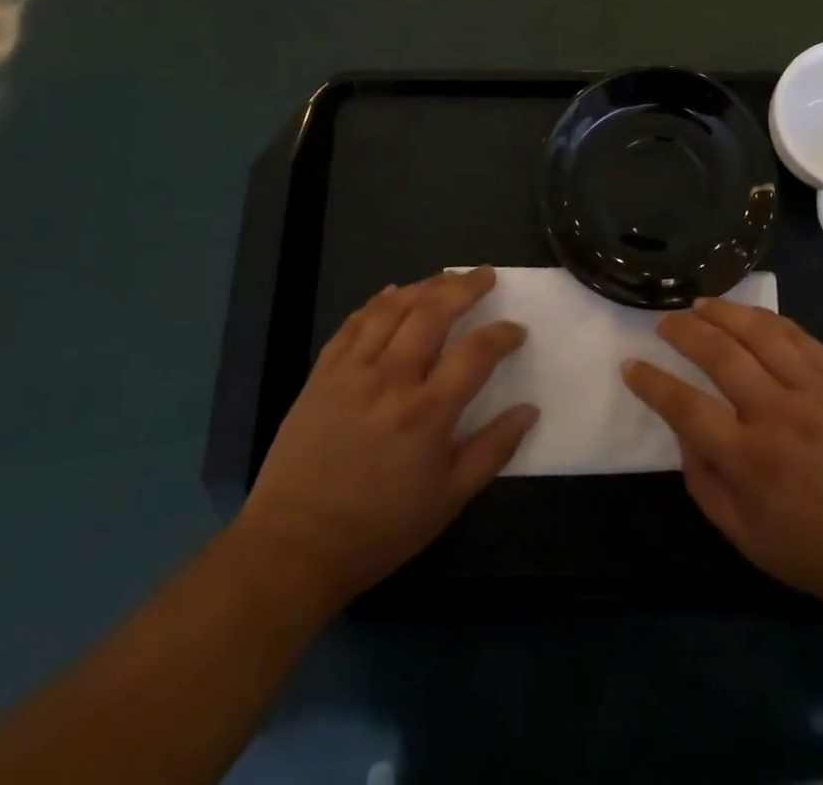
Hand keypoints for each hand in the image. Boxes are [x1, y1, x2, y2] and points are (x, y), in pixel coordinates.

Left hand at [237, 267, 534, 607]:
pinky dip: (377, 303)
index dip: (503, 335)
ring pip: (392, 309)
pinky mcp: (322, 375)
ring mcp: (352, 372)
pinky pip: (353, 324)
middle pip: (433, 313)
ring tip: (446, 278)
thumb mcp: (449, 500)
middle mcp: (391, 379)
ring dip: (424, 286)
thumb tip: (530, 410)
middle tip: (485, 275)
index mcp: (427, 412)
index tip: (517, 331)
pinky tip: (392, 294)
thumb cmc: (379, 529)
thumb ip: (493, 450)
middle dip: (465, 287)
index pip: (477, 353)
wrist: (293, 548)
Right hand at [622, 297, 822, 616]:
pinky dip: (768, 319)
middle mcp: (775, 413)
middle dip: (683, 331)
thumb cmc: (817, 550)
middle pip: (719, 353)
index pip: (684, 406)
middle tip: (664, 321)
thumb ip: (704, 484)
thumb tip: (683, 433)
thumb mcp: (745, 537)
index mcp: (748, 459)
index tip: (631, 365)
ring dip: (723, 312)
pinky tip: (749, 315)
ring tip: (700, 305)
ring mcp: (812, 389)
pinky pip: (798, 335)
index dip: (651, 382)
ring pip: (758, 332)